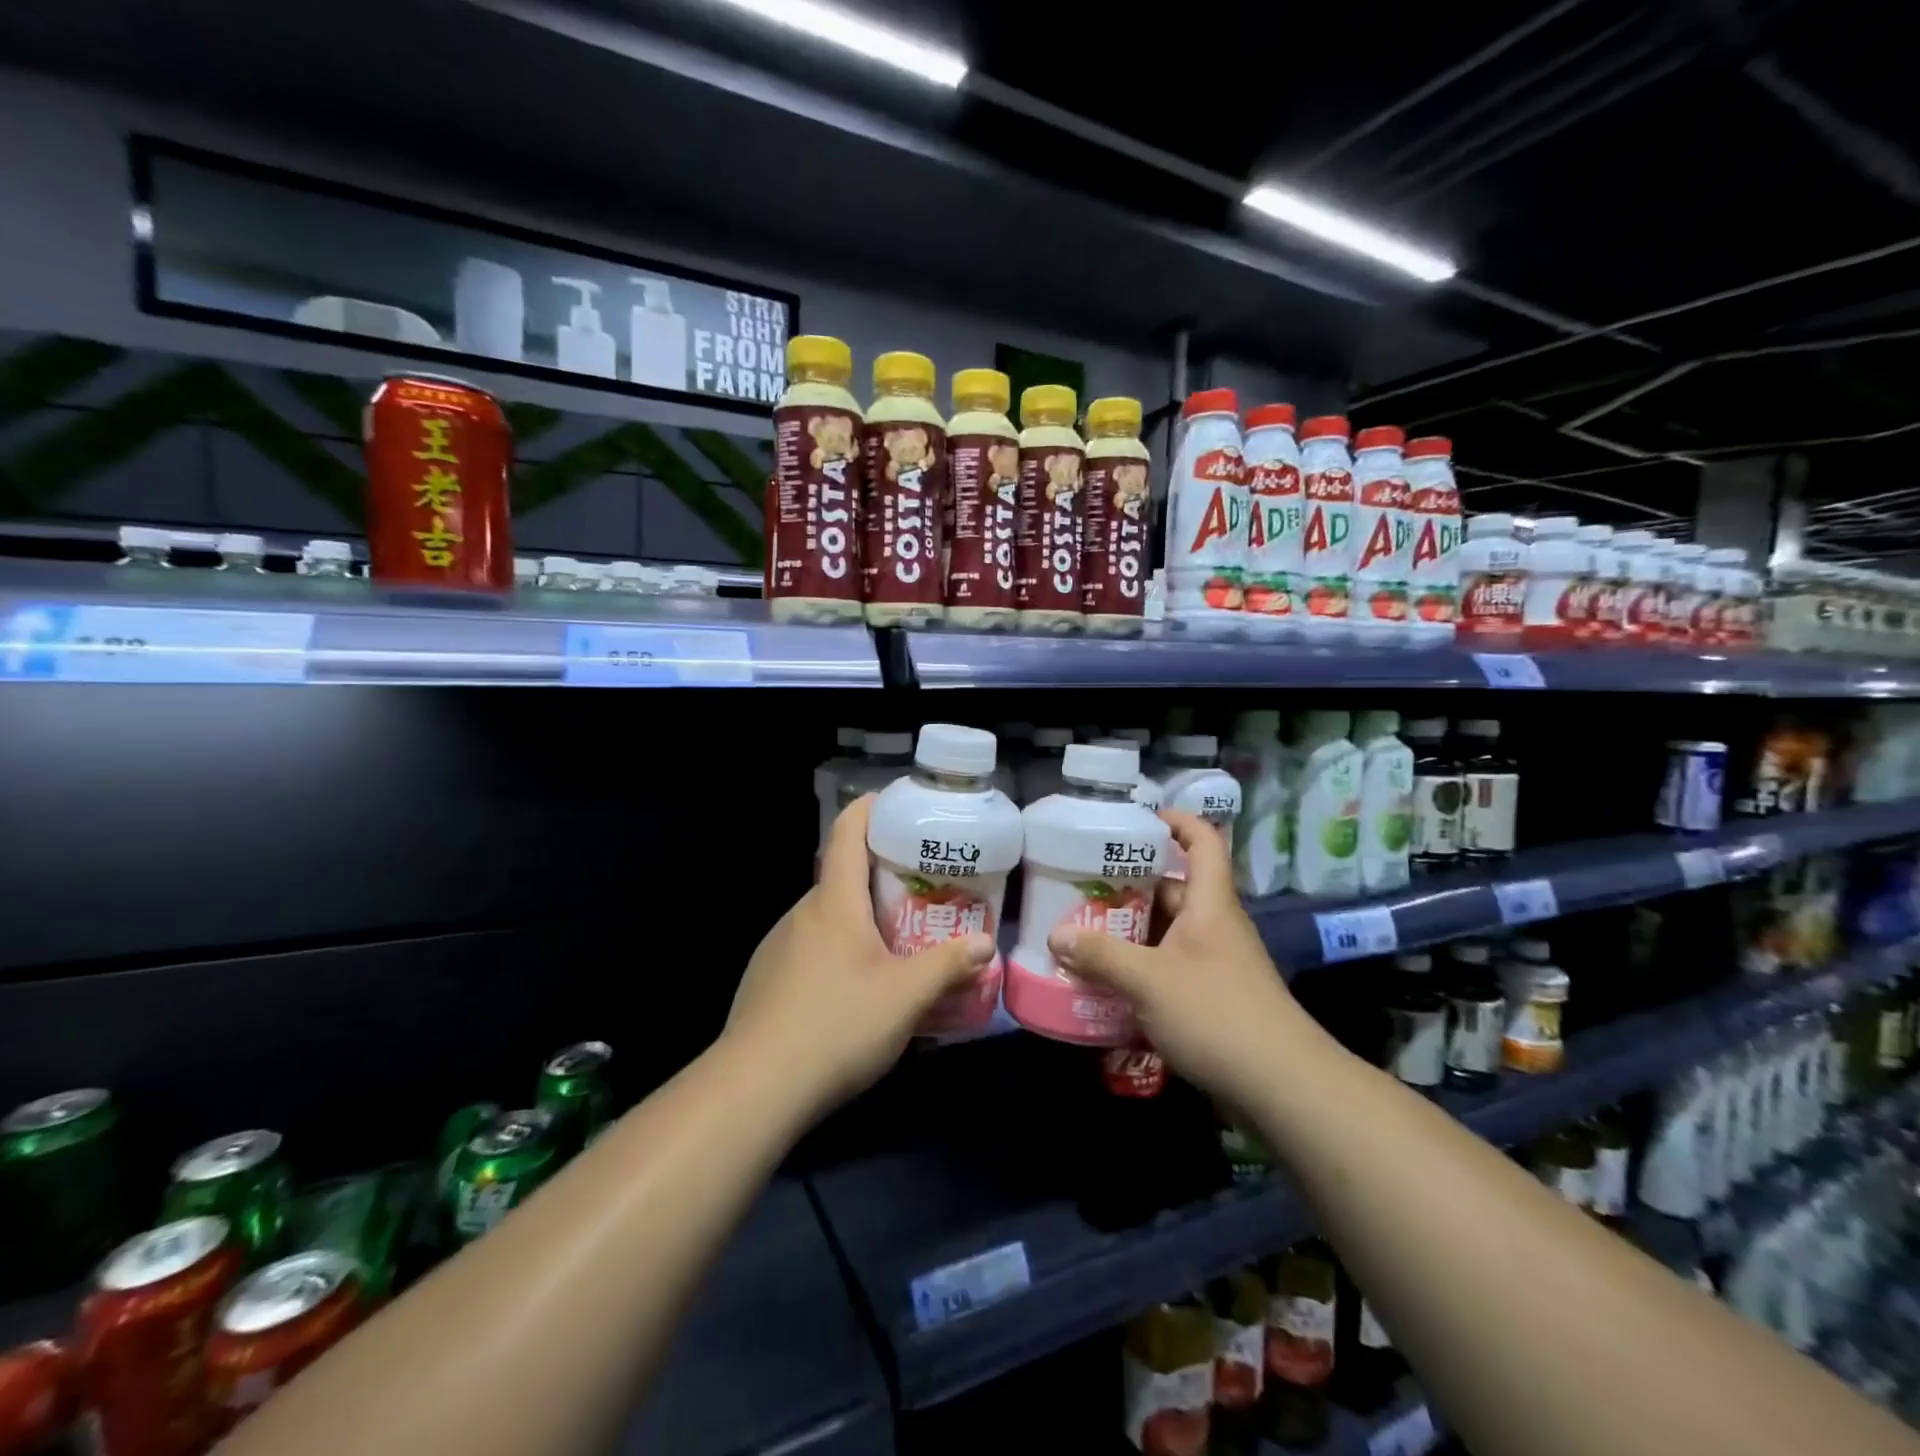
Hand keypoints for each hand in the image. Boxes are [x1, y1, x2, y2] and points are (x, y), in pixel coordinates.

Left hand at [723, 795, 994, 1117]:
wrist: (756, 1088)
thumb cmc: (838, 1024)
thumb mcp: (906, 996)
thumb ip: (948, 964)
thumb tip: (986, 943)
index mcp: (834, 902)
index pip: (847, 833)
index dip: (869, 808)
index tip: (896, 802)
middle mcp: (802, 913)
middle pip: (841, 877)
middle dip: (879, 875)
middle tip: (920, 889)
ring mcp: (777, 947)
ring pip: (826, 917)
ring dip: (858, 919)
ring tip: (894, 942)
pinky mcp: (766, 980)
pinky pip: (809, 949)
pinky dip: (837, 951)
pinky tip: (854, 990)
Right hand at [1046, 809, 1317, 1107]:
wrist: (1283, 1088)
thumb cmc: (1217, 1014)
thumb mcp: (1149, 980)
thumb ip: (1101, 956)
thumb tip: (1056, 935)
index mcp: (1210, 903)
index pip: (1201, 841)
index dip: (1175, 821)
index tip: (1135, 820)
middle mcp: (1214, 925)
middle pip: (1172, 889)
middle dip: (1128, 886)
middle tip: (1082, 887)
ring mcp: (1215, 963)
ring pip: (1166, 933)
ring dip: (1129, 933)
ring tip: (1082, 934)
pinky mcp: (1212, 998)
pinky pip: (1169, 969)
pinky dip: (1140, 969)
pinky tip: (1106, 983)